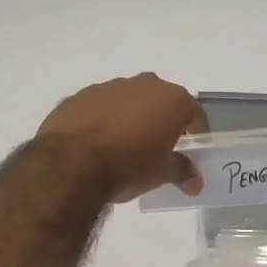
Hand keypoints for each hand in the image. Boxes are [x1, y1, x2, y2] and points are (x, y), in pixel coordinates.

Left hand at [38, 74, 208, 202]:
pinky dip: (104, 118)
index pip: (194, 114)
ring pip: (130, 100)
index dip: (195, 132)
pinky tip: (97, 142)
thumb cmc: (128, 166)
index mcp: (172, 99)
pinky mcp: (81, 94)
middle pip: (161, 101)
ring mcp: (110, 86)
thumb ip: (181, 171)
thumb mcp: (161, 174)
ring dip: (131, 117)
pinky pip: (101, 106)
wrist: (70, 163)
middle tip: (158, 147)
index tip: (190, 150)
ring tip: (123, 145)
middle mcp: (145, 84)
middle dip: (162, 120)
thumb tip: (195, 182)